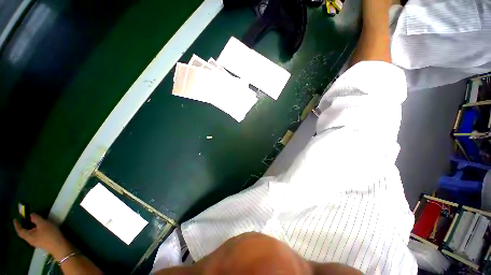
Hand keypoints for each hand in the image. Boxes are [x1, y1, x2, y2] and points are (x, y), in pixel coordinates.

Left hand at [13, 213, 72, 259]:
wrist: (59, 246)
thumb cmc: (49, 234)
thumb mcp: (43, 224)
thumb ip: (36, 219)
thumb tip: (30, 215)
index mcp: (28, 236)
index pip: (20, 230)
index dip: (17, 225)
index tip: (15, 219)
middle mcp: (30, 240)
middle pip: (25, 233)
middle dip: (24, 226)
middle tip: (25, 219)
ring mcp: (37, 242)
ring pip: (31, 234)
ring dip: (30, 228)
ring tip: (33, 222)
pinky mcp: (42, 242)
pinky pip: (36, 235)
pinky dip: (35, 230)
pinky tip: (40, 228)